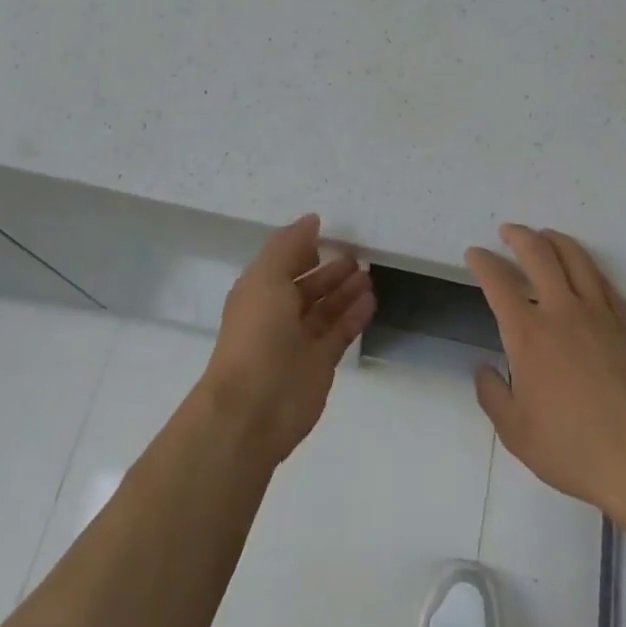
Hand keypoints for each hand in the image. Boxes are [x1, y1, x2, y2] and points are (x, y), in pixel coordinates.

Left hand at [198, 214, 375, 467]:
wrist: (254, 407)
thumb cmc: (256, 334)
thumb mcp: (266, 277)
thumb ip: (289, 245)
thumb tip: (311, 220)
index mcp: (259, 292)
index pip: (284, 263)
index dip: (303, 248)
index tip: (329, 233)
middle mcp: (277, 314)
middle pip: (308, 286)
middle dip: (330, 271)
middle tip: (358, 254)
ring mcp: (299, 341)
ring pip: (326, 309)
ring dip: (346, 291)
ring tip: (369, 274)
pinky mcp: (320, 363)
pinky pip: (340, 332)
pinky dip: (354, 315)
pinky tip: (371, 299)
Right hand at [468, 225, 625, 517]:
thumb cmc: (569, 448)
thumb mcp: (514, 431)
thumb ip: (491, 394)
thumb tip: (483, 368)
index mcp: (528, 335)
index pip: (499, 283)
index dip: (483, 262)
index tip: (474, 254)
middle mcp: (561, 312)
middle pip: (539, 254)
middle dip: (518, 236)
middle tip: (506, 231)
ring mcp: (597, 314)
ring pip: (575, 258)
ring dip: (554, 239)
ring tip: (542, 235)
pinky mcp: (621, 325)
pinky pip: (601, 280)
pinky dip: (585, 264)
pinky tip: (579, 268)